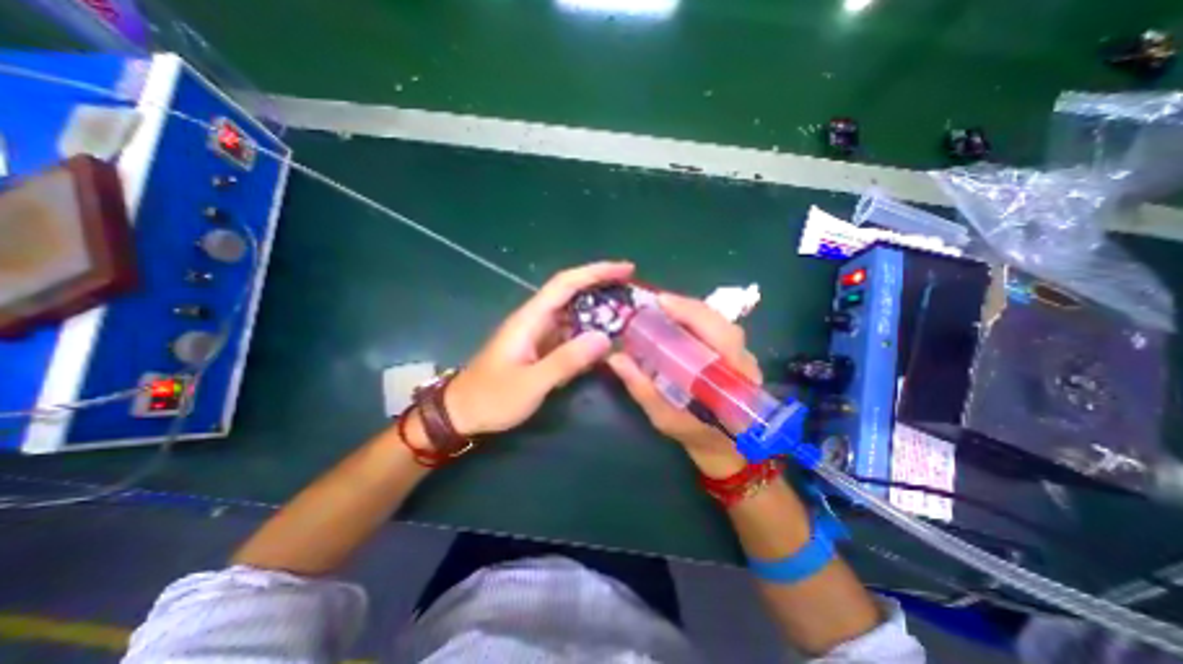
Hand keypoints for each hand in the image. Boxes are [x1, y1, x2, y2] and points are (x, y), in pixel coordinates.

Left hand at [443, 263, 631, 438]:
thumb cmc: (491, 397)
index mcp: (530, 319)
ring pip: (574, 314)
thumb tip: (604, 338)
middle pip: (572, 293)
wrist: (462, 412)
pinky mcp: (541, 348)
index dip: (596, 272)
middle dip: (603, 287)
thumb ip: (566, 361)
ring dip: (599, 311)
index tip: (626, 269)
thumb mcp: (530, 384)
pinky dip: (590, 332)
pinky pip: (570, 334)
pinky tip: (606, 341)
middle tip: (634, 292)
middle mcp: (536, 319)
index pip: (566, 284)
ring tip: (628, 315)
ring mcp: (539, 334)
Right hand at [605, 290, 763, 476]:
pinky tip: (679, 322)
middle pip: (719, 320)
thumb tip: (615, 358)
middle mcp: (742, 360)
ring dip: (691, 311)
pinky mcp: (738, 355)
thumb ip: (641, 387)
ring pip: (720, 322)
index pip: (715, 332)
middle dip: (686, 306)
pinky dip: (697, 320)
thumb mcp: (664, 416)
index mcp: (730, 376)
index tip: (659, 302)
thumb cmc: (696, 435)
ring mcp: (744, 355)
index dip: (688, 312)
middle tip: (656, 304)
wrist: (728, 449)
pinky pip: (718, 329)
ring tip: (665, 310)